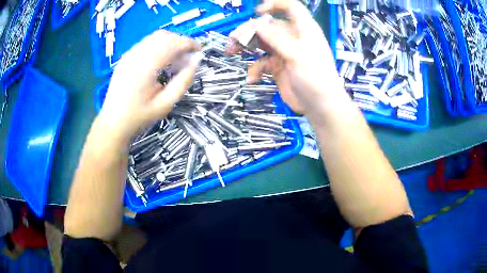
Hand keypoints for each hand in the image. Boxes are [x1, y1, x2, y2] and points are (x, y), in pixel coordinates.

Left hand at [98, 30, 199, 142]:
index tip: (199, 50)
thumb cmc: (140, 116)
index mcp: (146, 67)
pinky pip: (145, 43)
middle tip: (187, 56)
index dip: (189, 43)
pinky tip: (160, 59)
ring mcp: (128, 55)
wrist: (113, 122)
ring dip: (169, 42)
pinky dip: (158, 45)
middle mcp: (136, 56)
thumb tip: (196, 61)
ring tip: (175, 57)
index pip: (172, 43)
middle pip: (163, 36)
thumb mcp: (165, 104)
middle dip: (180, 41)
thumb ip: (183, 82)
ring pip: (154, 37)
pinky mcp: (125, 58)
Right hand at [227, 0, 343, 114]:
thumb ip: (276, 38)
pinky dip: (254, 69)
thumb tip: (256, 24)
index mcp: (303, 29)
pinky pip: (261, 62)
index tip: (257, 11)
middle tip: (233, 39)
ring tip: (230, 51)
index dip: (275, 5)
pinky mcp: (277, 67)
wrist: (320, 107)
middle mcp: (292, 38)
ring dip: (245, 46)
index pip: (291, 7)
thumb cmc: (316, 78)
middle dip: (249, 30)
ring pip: (261, 42)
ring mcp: (284, 52)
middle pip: (268, 25)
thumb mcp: (297, 55)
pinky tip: (253, 78)